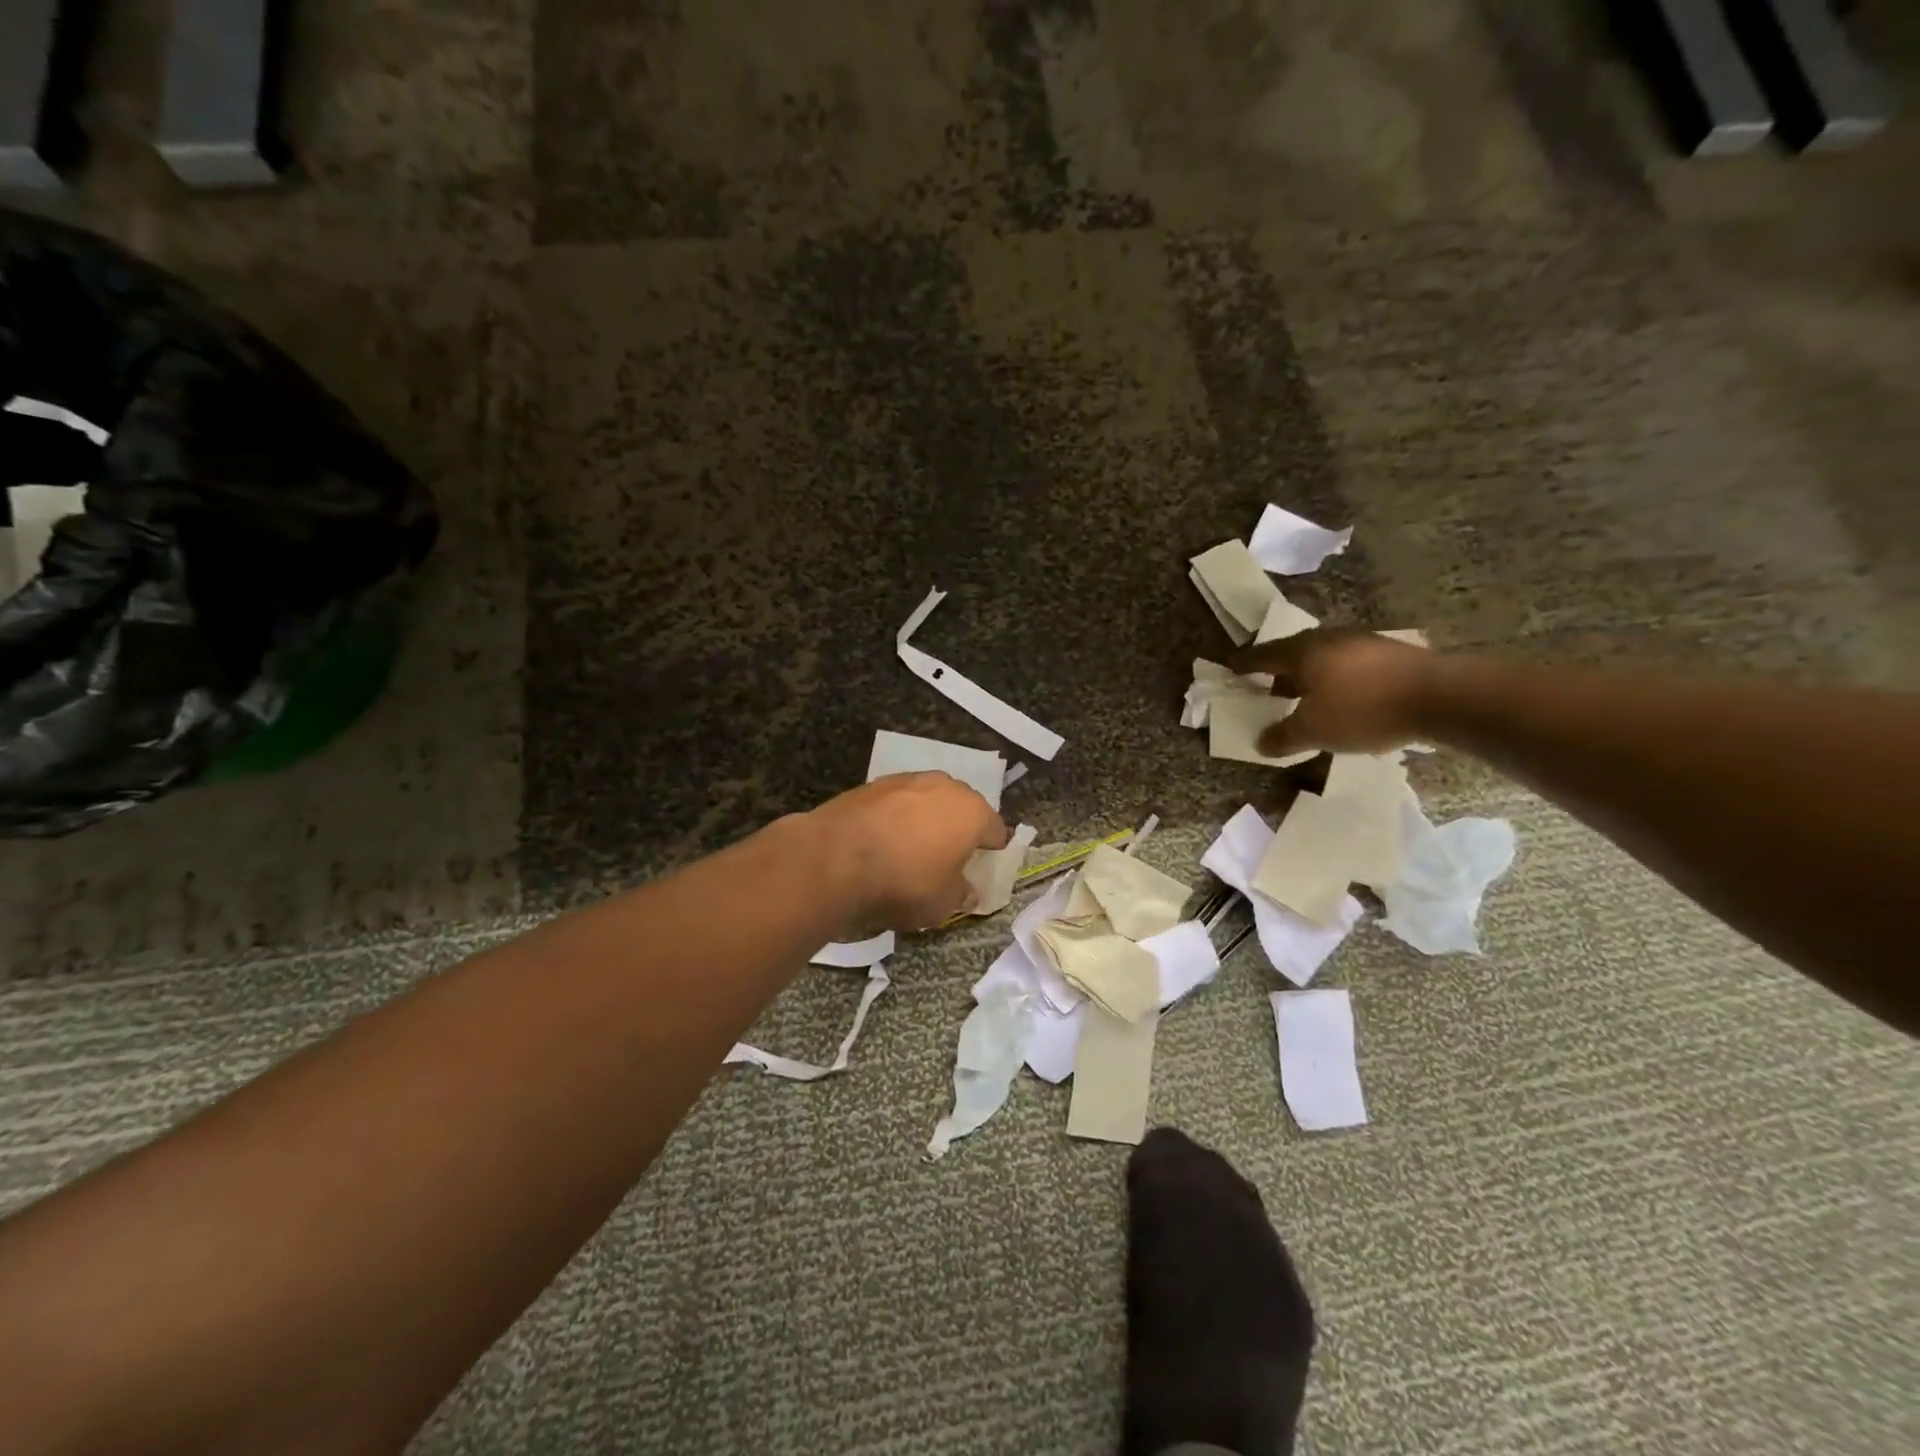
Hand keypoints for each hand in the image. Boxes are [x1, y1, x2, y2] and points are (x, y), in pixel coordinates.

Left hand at [806, 773, 1009, 932]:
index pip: (995, 830)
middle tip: (947, 857)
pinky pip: (895, 803)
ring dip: (925, 820)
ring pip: (927, 800)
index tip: (981, 867)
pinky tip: (882, 841)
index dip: (991, 850)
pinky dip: (895, 818)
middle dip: (958, 829)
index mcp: (972, 812)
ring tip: (911, 848)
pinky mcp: (872, 784)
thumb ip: (960, 894)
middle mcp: (944, 787)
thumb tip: (967, 890)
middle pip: (961, 808)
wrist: (836, 857)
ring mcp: (906, 780)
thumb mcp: (942, 904)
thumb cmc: (905, 882)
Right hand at [1231, 628, 1437, 757]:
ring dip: (1310, 677)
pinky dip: (1336, 680)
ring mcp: (1362, 643)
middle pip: (1293, 654)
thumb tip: (1260, 742)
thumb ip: (1283, 736)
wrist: (1440, 696)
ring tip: (1306, 700)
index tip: (1229, 668)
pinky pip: (1349, 665)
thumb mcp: (1314, 731)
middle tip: (1267, 690)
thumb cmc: (1363, 709)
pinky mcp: (1390, 653)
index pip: (1262, 655)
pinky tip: (1344, 700)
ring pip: (1323, 659)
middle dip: (1278, 673)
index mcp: (1302, 652)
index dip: (1243, 664)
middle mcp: (1328, 639)